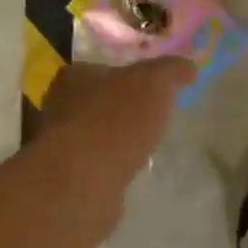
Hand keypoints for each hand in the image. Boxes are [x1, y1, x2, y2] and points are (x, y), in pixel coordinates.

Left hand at [38, 58, 194, 191]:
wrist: (82, 181)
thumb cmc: (116, 120)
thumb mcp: (154, 83)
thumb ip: (170, 71)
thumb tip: (188, 67)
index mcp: (76, 76)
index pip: (102, 68)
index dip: (128, 75)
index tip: (151, 87)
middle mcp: (60, 106)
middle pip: (97, 100)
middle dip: (121, 108)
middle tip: (150, 116)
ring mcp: (59, 144)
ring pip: (94, 134)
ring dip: (115, 139)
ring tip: (143, 146)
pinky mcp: (66, 176)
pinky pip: (94, 164)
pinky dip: (110, 165)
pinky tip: (128, 171)